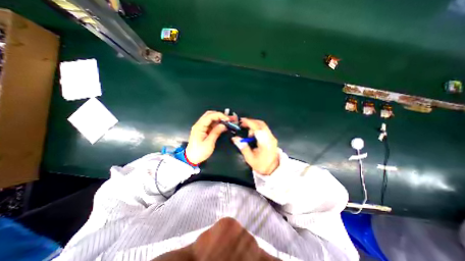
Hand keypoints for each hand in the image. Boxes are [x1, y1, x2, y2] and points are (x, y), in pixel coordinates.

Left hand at [183, 110, 229, 164]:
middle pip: (210, 115)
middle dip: (220, 115)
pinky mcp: (203, 130)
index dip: (220, 115)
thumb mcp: (209, 143)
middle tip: (229, 118)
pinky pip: (211, 124)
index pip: (210, 116)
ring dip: (220, 119)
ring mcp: (201, 127)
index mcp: (199, 127)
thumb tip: (223, 125)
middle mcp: (199, 125)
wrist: (191, 158)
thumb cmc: (199, 152)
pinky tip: (223, 125)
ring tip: (228, 121)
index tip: (228, 119)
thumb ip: (216, 132)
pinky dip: (218, 123)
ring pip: (211, 119)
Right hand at [232, 119, 278, 174]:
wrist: (273, 169)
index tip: (242, 121)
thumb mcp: (250, 158)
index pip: (258, 129)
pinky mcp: (272, 138)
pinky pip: (264, 129)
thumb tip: (235, 138)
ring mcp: (272, 137)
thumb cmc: (261, 165)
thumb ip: (243, 147)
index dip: (249, 123)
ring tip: (248, 133)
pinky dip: (257, 128)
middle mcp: (270, 138)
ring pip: (263, 125)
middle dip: (251, 122)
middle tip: (242, 124)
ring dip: (254, 125)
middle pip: (261, 124)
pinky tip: (252, 134)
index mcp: (265, 143)